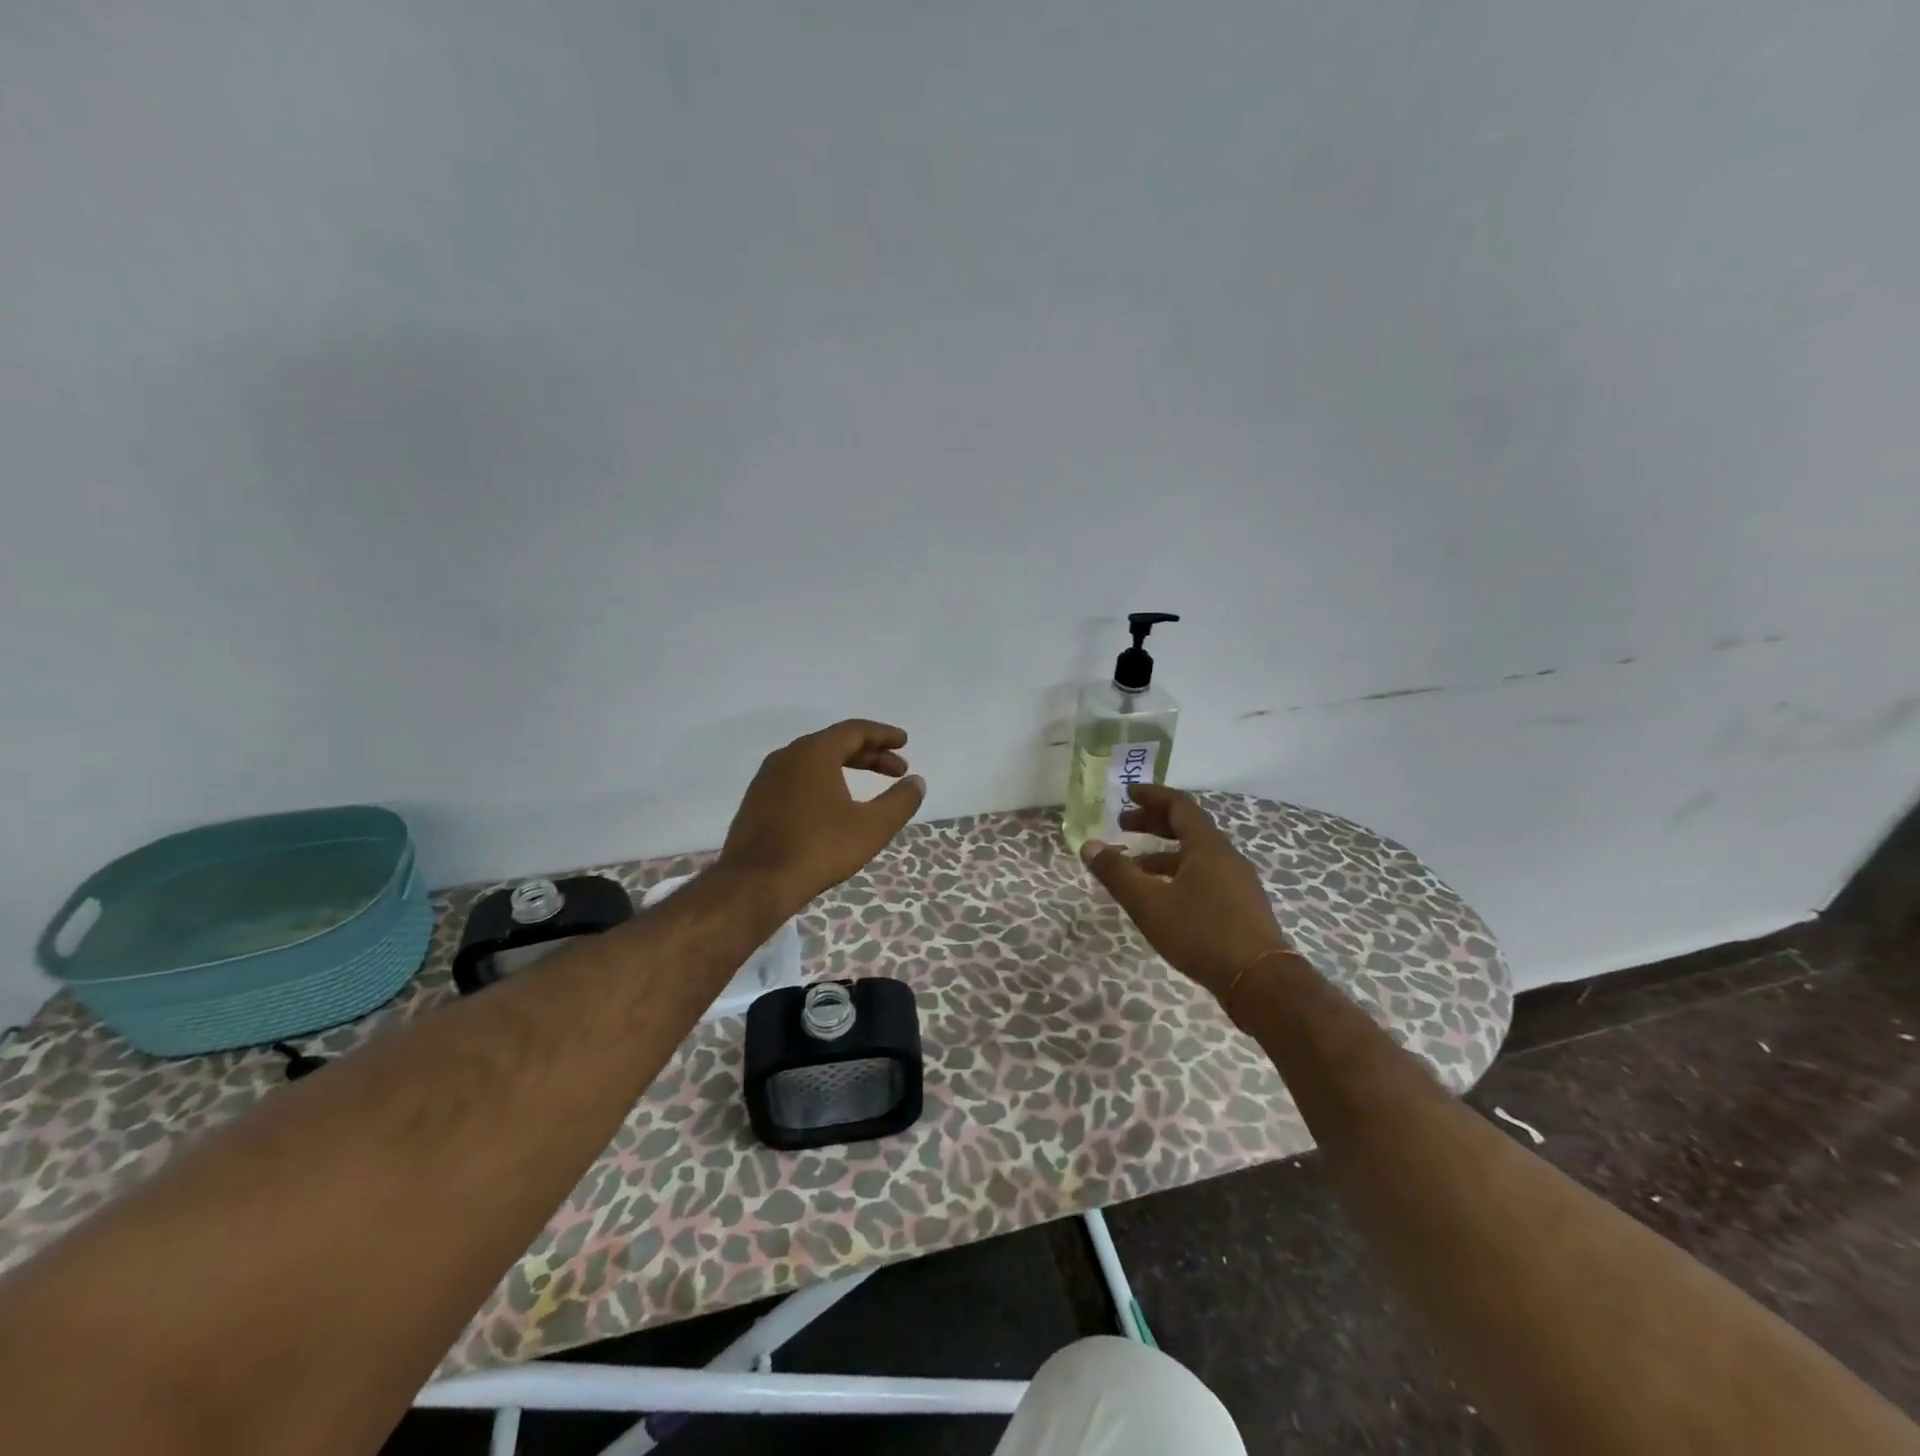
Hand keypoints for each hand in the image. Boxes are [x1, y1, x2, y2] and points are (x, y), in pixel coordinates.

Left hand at [720, 719, 925, 913]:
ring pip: (814, 761)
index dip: (884, 735)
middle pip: (835, 743)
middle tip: (897, 770)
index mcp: (814, 752)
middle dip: (870, 755)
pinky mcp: (757, 801)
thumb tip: (917, 782)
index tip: (904, 743)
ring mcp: (767, 778)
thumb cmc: (819, 848)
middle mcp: (788, 756)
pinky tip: (834, 805)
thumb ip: (900, 801)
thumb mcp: (872, 827)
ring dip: (846, 768)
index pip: (855, 730)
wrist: (755, 883)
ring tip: (869, 786)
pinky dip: (823, 781)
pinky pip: (798, 778)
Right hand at [1080, 784, 1291, 999]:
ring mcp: (1238, 881)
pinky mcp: (1242, 905)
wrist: (1260, 982)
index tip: (1127, 794)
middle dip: (1153, 822)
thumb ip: (1117, 873)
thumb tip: (1089, 845)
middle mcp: (1226, 856)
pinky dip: (1179, 873)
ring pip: (1196, 854)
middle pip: (1188, 826)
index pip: (1178, 805)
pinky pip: (1205, 875)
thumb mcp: (1149, 904)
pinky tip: (1163, 897)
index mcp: (1207, 846)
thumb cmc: (1201, 933)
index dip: (1152, 796)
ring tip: (1134, 867)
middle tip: (1123, 825)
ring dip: (1163, 852)